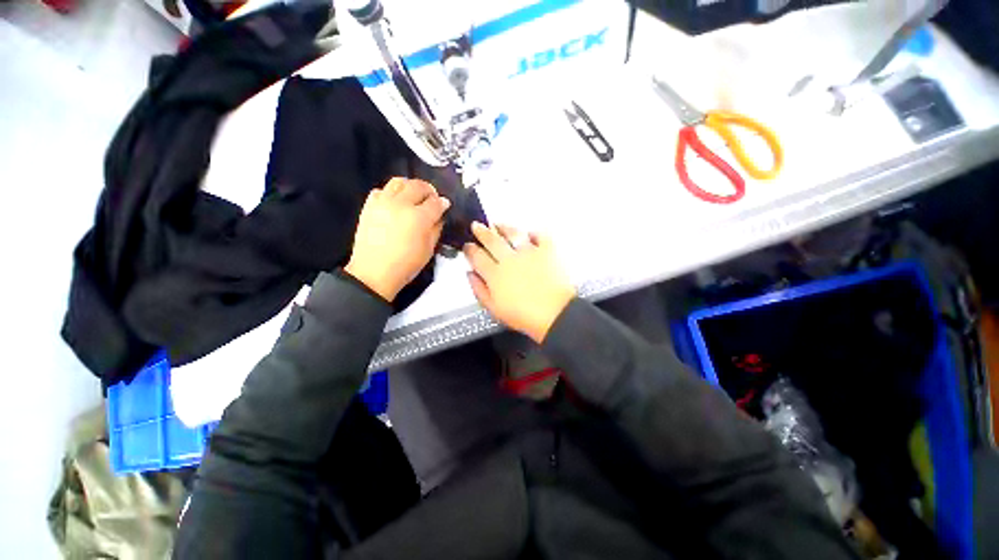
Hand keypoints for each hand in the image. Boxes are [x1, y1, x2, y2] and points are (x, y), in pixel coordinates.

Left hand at [345, 178, 449, 301]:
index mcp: (419, 218)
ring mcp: (383, 203)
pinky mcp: (369, 206)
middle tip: (432, 199)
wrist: (374, 273)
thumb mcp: (429, 249)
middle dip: (429, 190)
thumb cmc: (406, 265)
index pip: (435, 202)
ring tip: (413, 196)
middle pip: (418, 186)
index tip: (445, 205)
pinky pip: (381, 190)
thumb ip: (436, 229)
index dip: (443, 203)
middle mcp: (401, 205)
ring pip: (398, 182)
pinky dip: (390, 193)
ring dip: (410, 186)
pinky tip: (394, 202)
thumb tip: (440, 216)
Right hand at [464, 222, 575, 342]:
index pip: (477, 256)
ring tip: (498, 224)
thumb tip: (470, 274)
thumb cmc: (524, 316)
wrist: (555, 315)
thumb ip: (479, 290)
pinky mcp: (547, 251)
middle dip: (481, 231)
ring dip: (503, 227)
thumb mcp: (494, 309)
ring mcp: (529, 252)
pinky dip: (533, 232)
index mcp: (495, 274)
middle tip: (477, 226)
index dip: (469, 249)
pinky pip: (539, 235)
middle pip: (492, 240)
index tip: (467, 245)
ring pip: (513, 233)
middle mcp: (510, 259)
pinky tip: (529, 233)